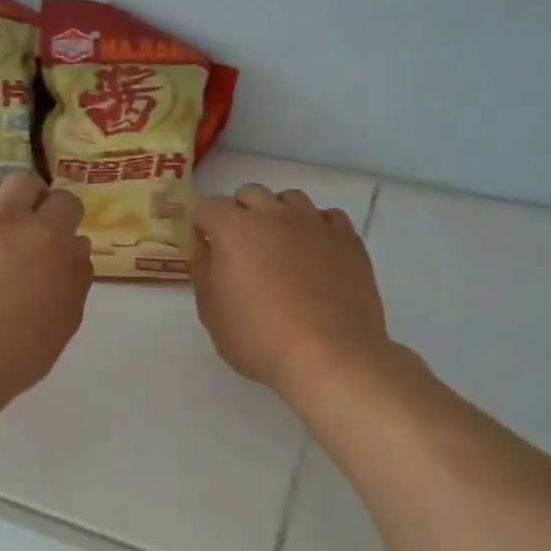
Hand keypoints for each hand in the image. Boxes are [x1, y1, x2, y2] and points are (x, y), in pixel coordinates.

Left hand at [0, 172, 92, 407]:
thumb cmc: (14, 354)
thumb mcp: (65, 321)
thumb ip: (76, 275)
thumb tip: (75, 245)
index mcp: (44, 237)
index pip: (65, 201)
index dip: (66, 216)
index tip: (61, 233)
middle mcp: (3, 217)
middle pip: (23, 181)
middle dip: (32, 198)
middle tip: (27, 225)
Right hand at [191, 184, 390, 403]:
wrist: (329, 357)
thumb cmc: (259, 339)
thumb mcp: (211, 312)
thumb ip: (203, 270)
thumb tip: (207, 247)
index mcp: (234, 229)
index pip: (208, 206)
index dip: (202, 226)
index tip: (206, 250)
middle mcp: (274, 215)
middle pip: (250, 193)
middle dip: (239, 212)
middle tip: (241, 248)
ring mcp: (314, 223)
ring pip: (290, 198)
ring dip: (278, 214)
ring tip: (280, 246)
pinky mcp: (347, 239)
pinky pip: (328, 216)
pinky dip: (316, 226)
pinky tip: (315, 251)